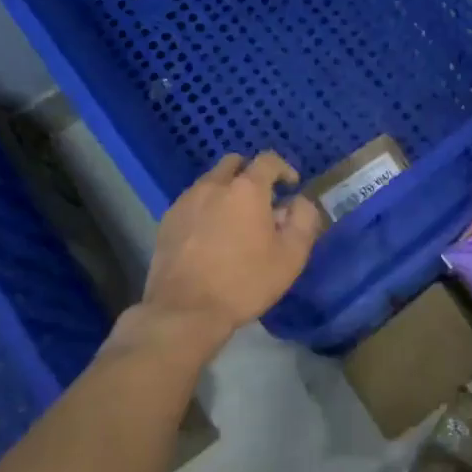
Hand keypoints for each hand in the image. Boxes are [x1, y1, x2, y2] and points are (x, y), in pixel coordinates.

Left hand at [139, 152, 324, 341]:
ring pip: (210, 182)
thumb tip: (299, 202)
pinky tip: (211, 235)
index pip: (268, 160)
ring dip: (227, 191)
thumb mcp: (291, 256)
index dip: (284, 169)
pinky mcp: (167, 221)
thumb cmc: (245, 282)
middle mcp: (213, 186)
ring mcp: (186, 202)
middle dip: (251, 173)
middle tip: (262, 200)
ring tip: (236, 220)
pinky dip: (206, 208)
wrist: (185, 311)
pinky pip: (192, 202)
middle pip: (234, 163)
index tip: (291, 186)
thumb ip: (303, 220)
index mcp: (247, 189)